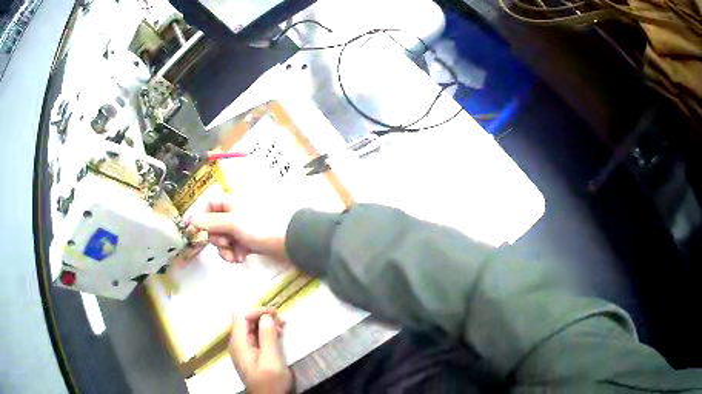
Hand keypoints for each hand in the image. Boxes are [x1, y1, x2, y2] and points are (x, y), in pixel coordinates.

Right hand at [192, 192, 294, 263]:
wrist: (291, 241)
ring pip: (224, 238)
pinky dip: (236, 253)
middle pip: (215, 224)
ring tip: (234, 257)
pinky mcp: (250, 241)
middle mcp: (236, 212)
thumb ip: (212, 222)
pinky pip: (236, 247)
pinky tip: (241, 259)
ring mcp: (243, 228)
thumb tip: (192, 219)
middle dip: (216, 238)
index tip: (199, 230)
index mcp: (232, 201)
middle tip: (225, 244)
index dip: (203, 217)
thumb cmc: (260, 226)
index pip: (210, 204)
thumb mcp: (233, 222)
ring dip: (225, 249)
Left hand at [230, 308, 292, 393]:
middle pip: (244, 320)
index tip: (275, 314)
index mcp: (239, 344)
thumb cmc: (270, 383)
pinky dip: (265, 333)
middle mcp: (237, 344)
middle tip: (281, 321)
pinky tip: (277, 336)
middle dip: (262, 316)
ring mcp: (242, 349)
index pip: (240, 315)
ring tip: (282, 328)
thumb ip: (267, 338)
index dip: (257, 310)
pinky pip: (254, 337)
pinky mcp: (249, 355)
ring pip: (250, 328)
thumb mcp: (272, 361)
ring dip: (265, 324)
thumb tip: (266, 317)